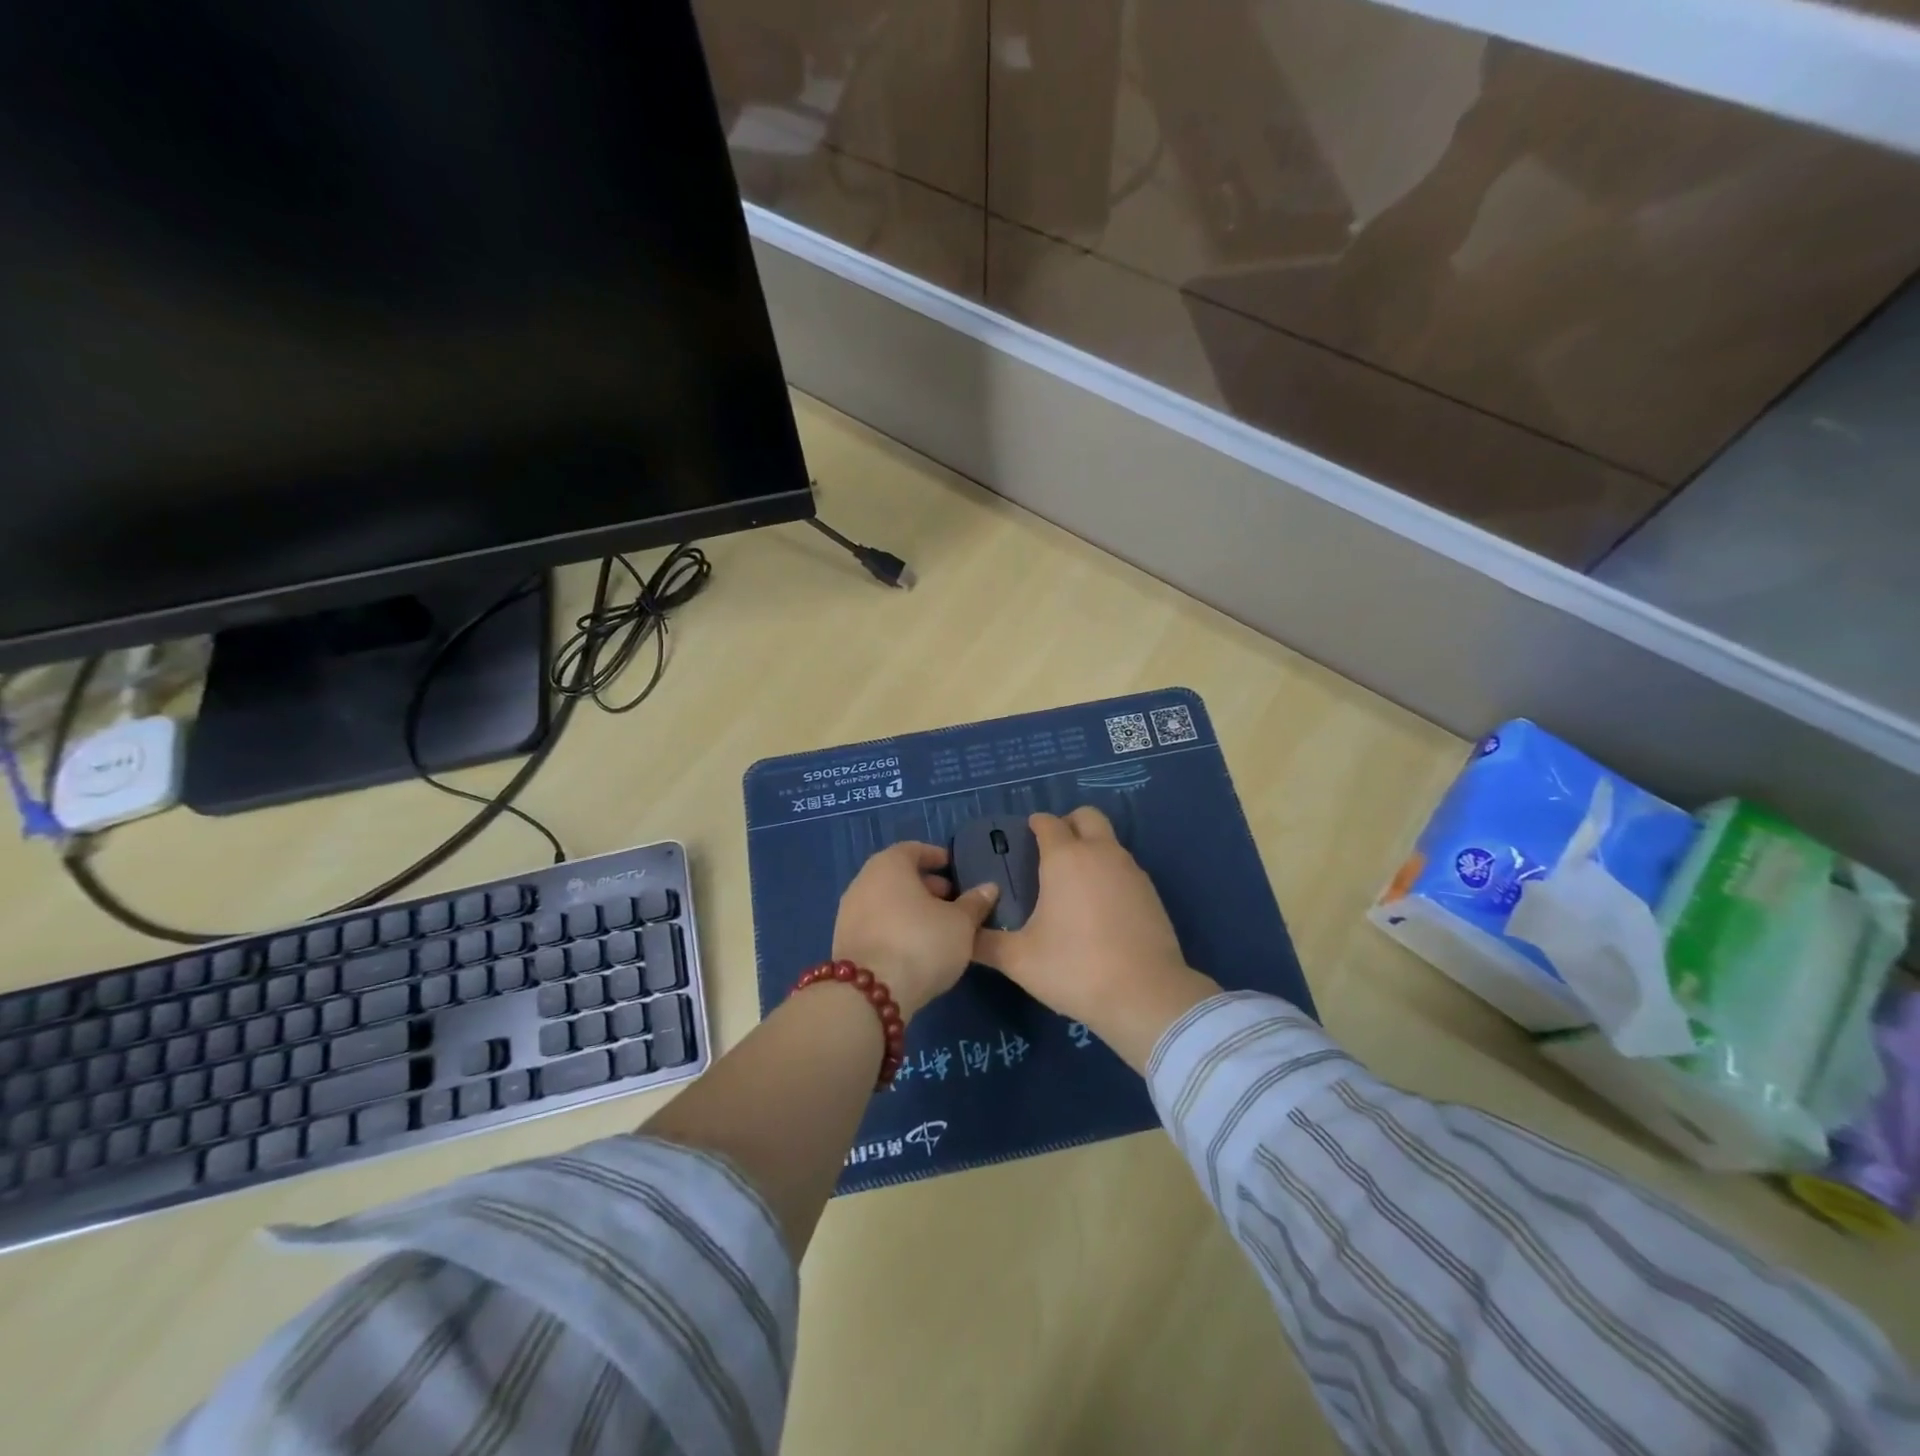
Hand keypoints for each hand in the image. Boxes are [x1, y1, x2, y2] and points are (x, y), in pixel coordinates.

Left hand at [832, 842, 1000, 1019]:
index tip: (956, 870)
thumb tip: (989, 888)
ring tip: (938, 927)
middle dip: (926, 886)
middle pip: (898, 875)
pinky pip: (876, 923)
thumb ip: (975, 903)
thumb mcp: (960, 924)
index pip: (915, 849)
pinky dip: (896, 926)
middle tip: (953, 901)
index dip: (937, 858)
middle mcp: (863, 881)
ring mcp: (848, 912)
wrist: (869, 995)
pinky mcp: (844, 941)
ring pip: (886, 901)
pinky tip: (915, 947)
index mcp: (889, 865)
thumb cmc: (920, 943)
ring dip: (911, 908)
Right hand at [973, 808, 1217, 1069]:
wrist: (1145, 995)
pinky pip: (1124, 868)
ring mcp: (1132, 871)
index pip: (1048, 822)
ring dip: (1090, 849)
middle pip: (1087, 816)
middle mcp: (1101, 853)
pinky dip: (1109, 873)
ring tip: (1072, 884)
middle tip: (1050, 852)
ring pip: (1109, 842)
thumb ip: (984, 943)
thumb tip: (961, 935)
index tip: (1023, 838)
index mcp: (1066, 858)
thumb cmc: (1075, 968)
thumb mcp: (1019, 960)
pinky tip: (1098, 907)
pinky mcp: (1152, 893)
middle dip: (1068, 824)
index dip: (1034, 825)